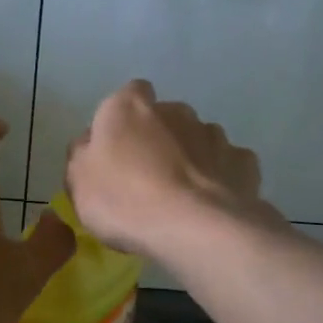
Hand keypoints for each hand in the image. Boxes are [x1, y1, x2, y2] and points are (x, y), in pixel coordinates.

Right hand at [64, 80, 274, 258]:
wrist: (194, 227)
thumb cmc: (124, 200)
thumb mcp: (79, 182)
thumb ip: (82, 155)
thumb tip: (91, 144)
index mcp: (130, 107)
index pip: (129, 95)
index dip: (124, 120)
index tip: (119, 149)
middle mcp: (175, 110)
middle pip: (165, 118)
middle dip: (160, 139)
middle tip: (148, 179)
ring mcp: (214, 134)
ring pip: (198, 140)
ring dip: (190, 158)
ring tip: (182, 197)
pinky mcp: (243, 161)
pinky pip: (226, 165)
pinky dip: (220, 179)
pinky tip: (211, 205)